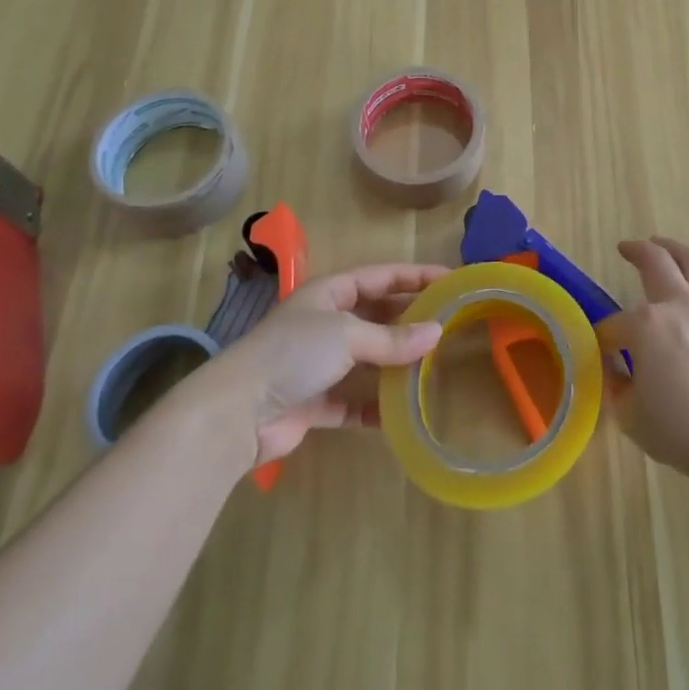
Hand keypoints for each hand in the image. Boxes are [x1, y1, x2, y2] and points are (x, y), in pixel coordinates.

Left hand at [207, 263, 446, 467]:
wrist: (237, 413)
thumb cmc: (294, 353)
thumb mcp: (348, 335)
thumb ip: (393, 337)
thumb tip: (436, 333)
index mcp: (330, 293)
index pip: (381, 276)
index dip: (416, 275)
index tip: (451, 279)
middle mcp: (325, 323)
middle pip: (377, 315)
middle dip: (410, 319)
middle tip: (449, 323)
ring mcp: (319, 364)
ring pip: (368, 359)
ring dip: (396, 363)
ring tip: (434, 365)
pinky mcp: (315, 402)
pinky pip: (354, 401)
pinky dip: (375, 407)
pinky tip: (401, 413)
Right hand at [596, 237, 688, 489]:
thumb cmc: (680, 431)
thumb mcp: (630, 416)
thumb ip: (618, 387)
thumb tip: (617, 372)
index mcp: (645, 326)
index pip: (615, 325)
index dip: (604, 337)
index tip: (602, 350)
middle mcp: (679, 305)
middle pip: (655, 262)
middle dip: (636, 251)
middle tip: (627, 247)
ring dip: (676, 249)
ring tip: (666, 246)